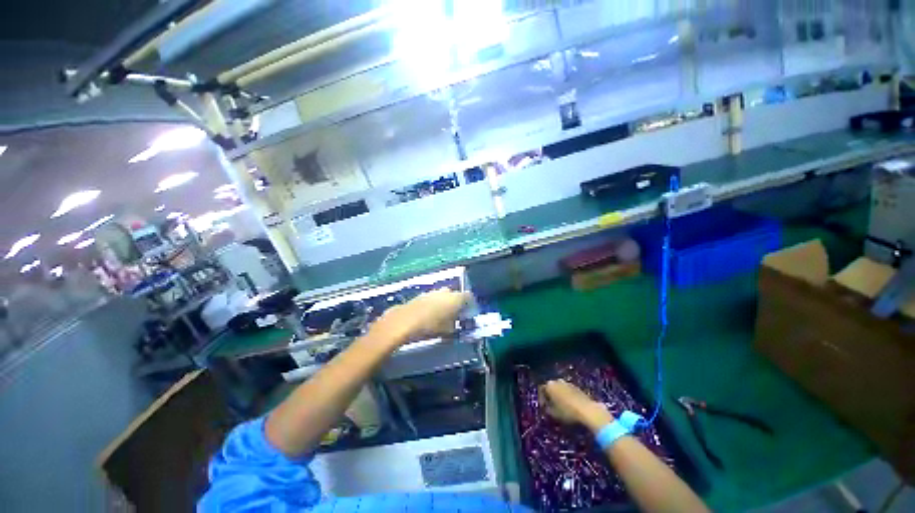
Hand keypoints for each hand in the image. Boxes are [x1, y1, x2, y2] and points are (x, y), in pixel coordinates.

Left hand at [370, 289, 469, 347]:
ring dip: (444, 303)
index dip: (470, 305)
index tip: (469, 314)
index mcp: (455, 298)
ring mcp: (432, 292)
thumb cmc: (430, 327)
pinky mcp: (420, 295)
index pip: (469, 297)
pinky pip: (432, 299)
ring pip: (442, 296)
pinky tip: (429, 315)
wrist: (404, 322)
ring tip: (441, 316)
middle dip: (456, 303)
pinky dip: (433, 305)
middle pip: (455, 295)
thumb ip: (455, 327)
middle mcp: (445, 292)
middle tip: (456, 316)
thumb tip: (457, 325)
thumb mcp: (447, 331)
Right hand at [539, 380, 613, 431]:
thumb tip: (546, 407)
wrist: (588, 411)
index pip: (541, 390)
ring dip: (559, 397)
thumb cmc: (567, 412)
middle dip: (550, 397)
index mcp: (549, 385)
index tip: (544, 408)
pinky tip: (571, 407)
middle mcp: (557, 381)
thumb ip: (547, 409)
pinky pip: (568, 391)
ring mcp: (568, 383)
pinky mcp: (577, 387)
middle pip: (551, 388)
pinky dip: (567, 397)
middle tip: (552, 407)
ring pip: (560, 389)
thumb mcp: (553, 414)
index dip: (541, 400)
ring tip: (562, 408)